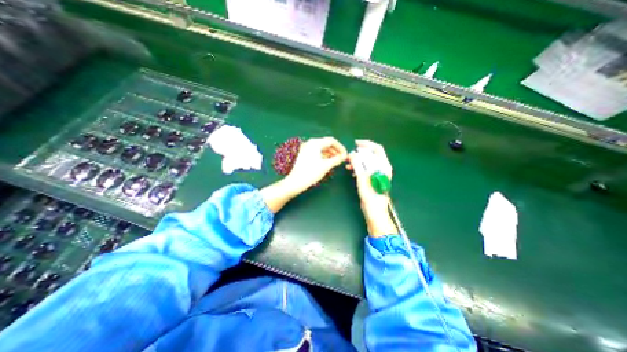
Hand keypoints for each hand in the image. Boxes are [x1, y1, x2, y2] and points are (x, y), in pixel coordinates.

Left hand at [284, 136, 347, 192]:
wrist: (296, 181)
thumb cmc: (311, 172)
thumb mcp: (326, 166)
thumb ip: (337, 159)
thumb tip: (344, 156)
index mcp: (315, 143)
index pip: (332, 141)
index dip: (340, 147)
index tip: (345, 155)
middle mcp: (310, 143)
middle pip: (326, 144)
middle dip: (335, 151)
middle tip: (342, 159)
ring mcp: (306, 148)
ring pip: (322, 148)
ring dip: (330, 154)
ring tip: (336, 161)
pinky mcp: (304, 154)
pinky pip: (317, 152)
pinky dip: (324, 156)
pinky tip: (328, 162)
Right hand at [348, 139, 395, 235]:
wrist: (375, 212)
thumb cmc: (371, 196)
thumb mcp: (363, 179)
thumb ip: (358, 165)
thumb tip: (352, 154)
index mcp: (383, 166)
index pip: (377, 149)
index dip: (366, 144)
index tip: (356, 144)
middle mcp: (382, 168)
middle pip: (371, 155)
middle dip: (359, 153)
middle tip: (349, 156)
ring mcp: (377, 174)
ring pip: (367, 162)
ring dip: (357, 161)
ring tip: (348, 164)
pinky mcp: (372, 180)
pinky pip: (365, 169)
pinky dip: (358, 168)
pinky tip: (352, 171)